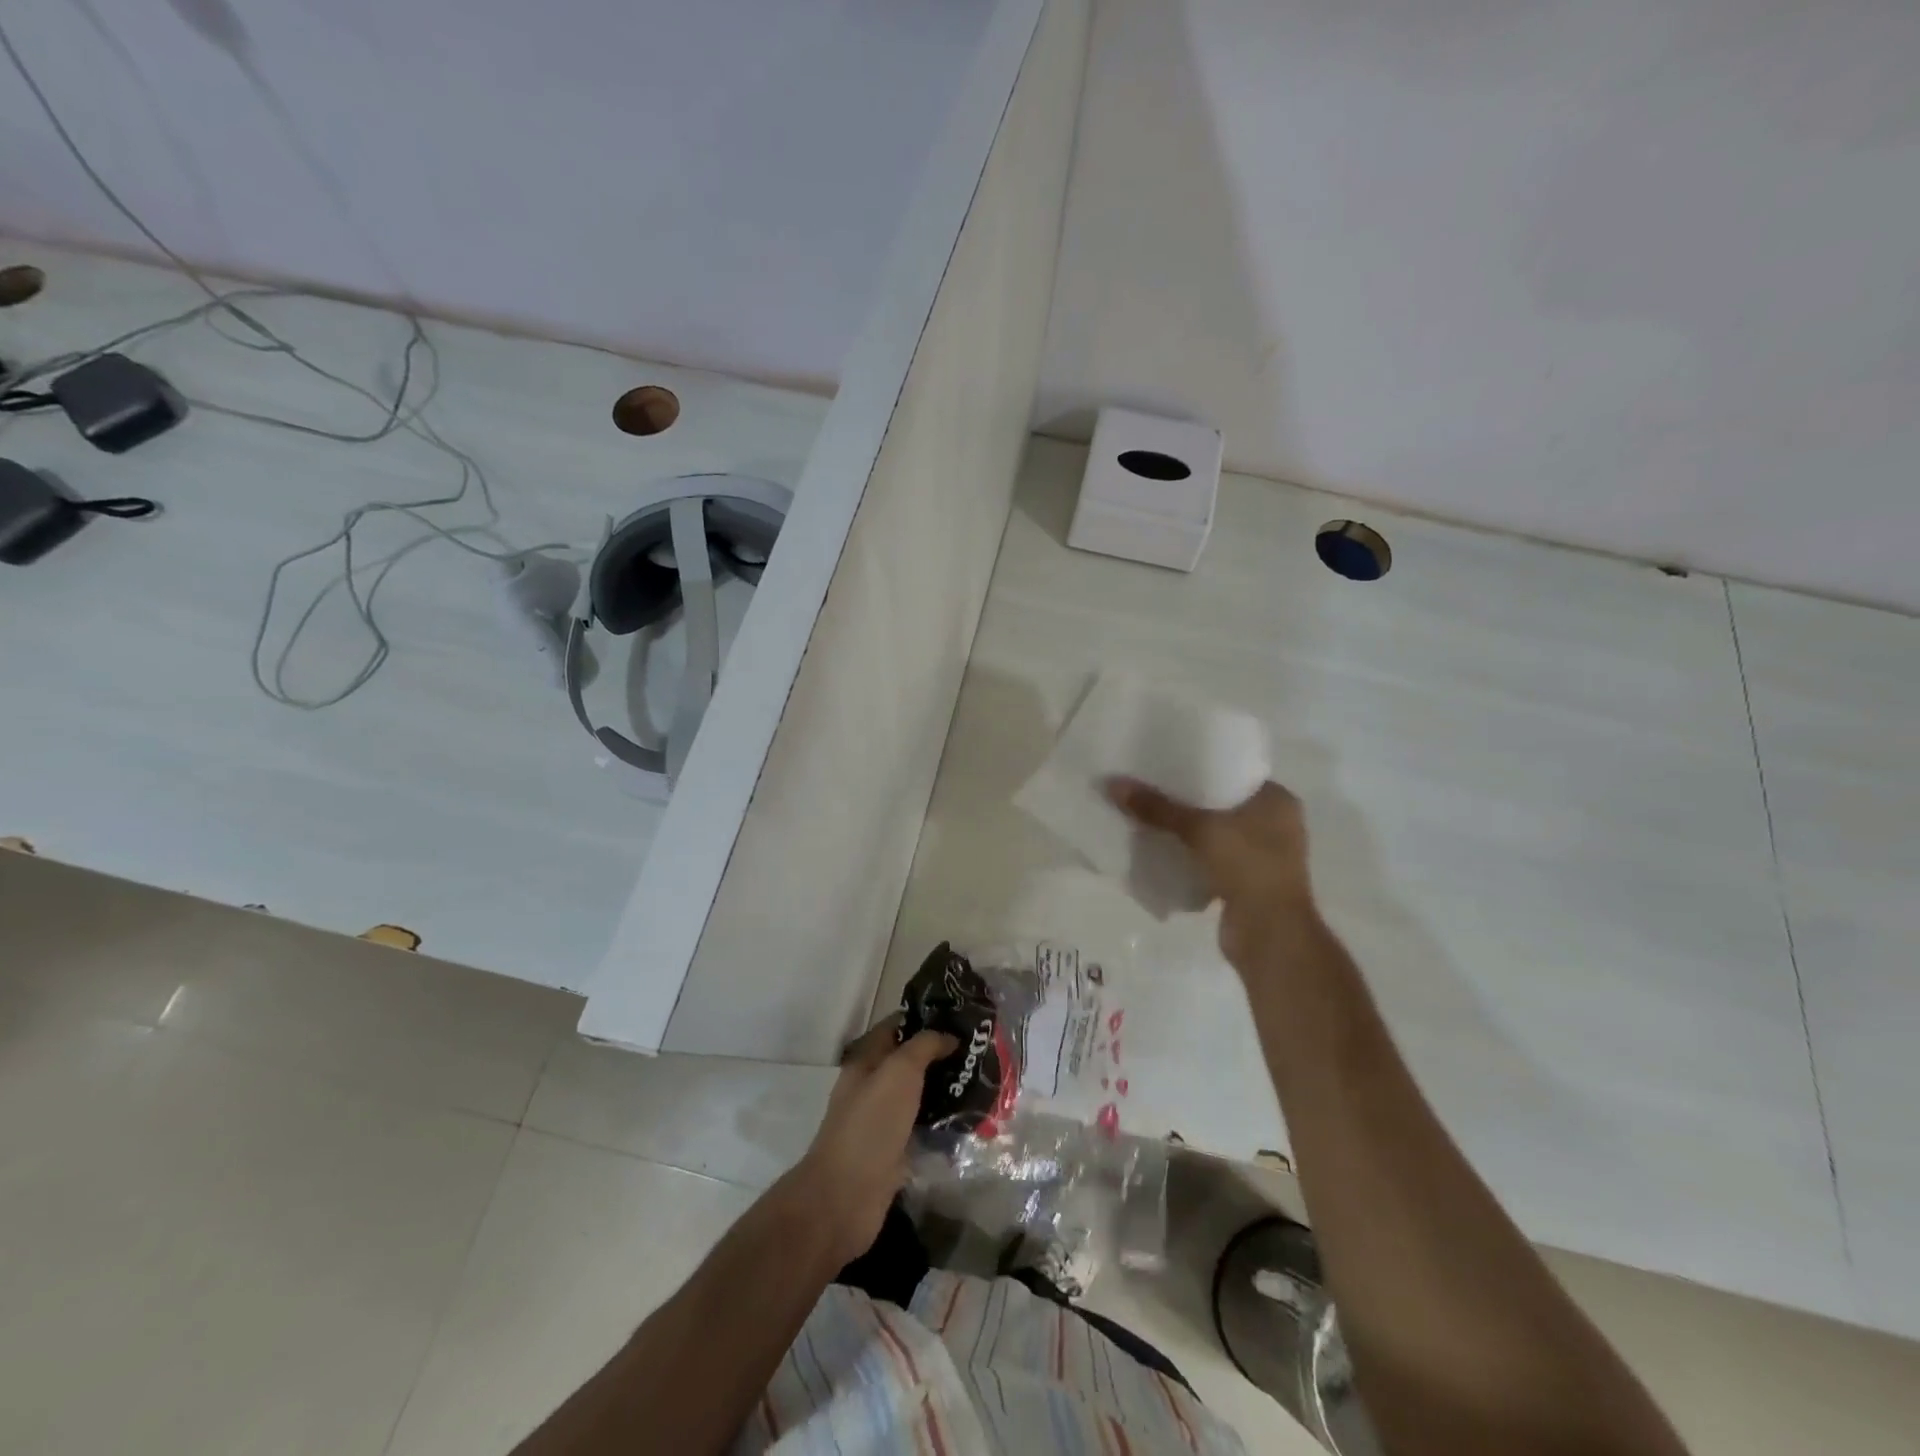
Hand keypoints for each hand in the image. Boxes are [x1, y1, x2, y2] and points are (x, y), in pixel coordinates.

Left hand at [789, 1020, 955, 1266]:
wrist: (846, 1197)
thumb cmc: (870, 1124)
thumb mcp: (899, 1071)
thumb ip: (924, 1046)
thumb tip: (949, 1036)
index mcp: (866, 1060)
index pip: (896, 1026)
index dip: (925, 1016)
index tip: (961, 1015)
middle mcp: (873, 1086)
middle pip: (909, 1061)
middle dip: (941, 1053)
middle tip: (979, 1049)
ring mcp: (883, 1120)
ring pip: (918, 1094)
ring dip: (945, 1088)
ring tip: (984, 1080)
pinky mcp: (895, 1151)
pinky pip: (923, 1127)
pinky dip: (943, 1122)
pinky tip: (972, 1118)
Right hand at [1106, 776, 1319, 970]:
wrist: (1270, 934)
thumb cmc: (1247, 866)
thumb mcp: (1199, 829)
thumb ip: (1156, 808)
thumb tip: (1113, 784)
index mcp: (1277, 800)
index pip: (1233, 771)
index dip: (1199, 766)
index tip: (1166, 763)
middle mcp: (1276, 824)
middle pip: (1221, 802)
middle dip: (1187, 800)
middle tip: (1149, 787)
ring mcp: (1264, 856)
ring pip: (1216, 833)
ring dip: (1188, 831)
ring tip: (1149, 816)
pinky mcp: (1248, 882)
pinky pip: (1213, 859)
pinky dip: (1191, 856)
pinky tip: (1162, 849)